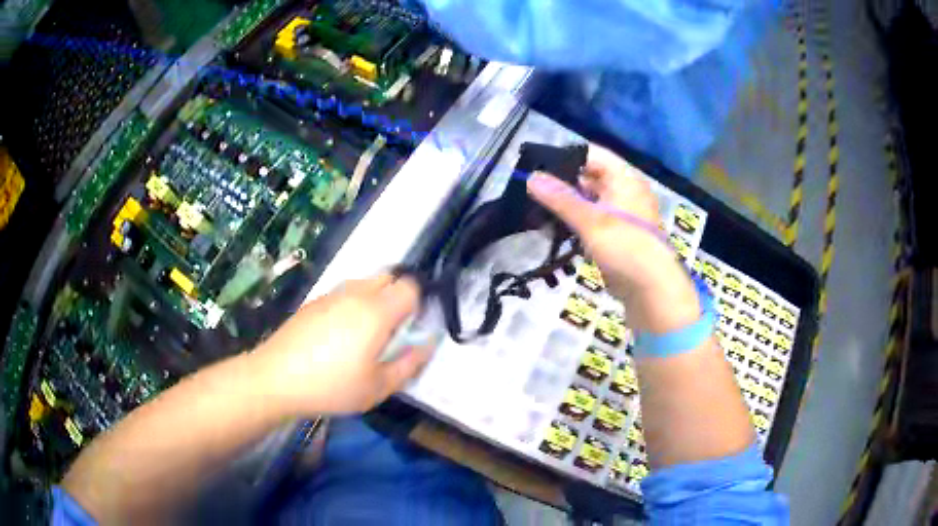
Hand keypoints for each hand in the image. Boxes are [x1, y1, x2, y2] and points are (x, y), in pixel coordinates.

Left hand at [250, 274, 432, 414]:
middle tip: (390, 332)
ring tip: (363, 335)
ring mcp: (331, 294)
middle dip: (397, 297)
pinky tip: (337, 336)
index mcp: (376, 311)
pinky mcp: (313, 301)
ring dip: (374, 299)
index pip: (410, 286)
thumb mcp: (378, 387)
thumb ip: (409, 364)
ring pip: (364, 283)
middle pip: (388, 277)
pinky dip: (352, 304)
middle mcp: (355, 293)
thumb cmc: (332, 386)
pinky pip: (343, 293)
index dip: (418, 304)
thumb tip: (427, 344)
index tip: (411, 329)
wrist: (276, 378)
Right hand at [527, 144, 699, 332]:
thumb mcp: (590, 220)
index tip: (537, 167)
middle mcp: (624, 190)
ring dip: (567, 204)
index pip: (591, 154)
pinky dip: (576, 221)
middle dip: (563, 183)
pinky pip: (593, 219)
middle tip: (533, 190)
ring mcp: (622, 212)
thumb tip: (531, 176)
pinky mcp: (617, 233)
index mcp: (624, 178)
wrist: (651, 289)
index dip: (565, 157)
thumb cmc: (625, 247)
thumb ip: (560, 198)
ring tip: (538, 209)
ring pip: (589, 199)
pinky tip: (555, 228)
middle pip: (589, 176)